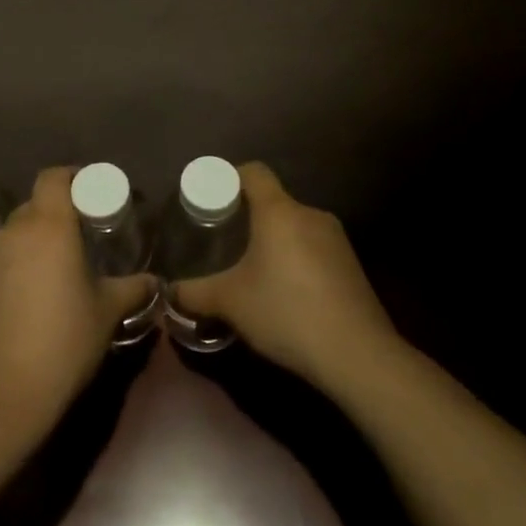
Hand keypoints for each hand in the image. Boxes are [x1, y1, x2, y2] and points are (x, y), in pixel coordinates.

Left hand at [0, 167, 155, 444]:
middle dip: (59, 212)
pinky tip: (35, 293)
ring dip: (37, 239)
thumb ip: (133, 288)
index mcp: (48, 226)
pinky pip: (2, 257)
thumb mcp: (107, 313)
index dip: (73, 177)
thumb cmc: (63, 343)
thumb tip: (154, 281)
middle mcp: (13, 231)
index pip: (54, 177)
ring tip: (60, 266)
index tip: (92, 192)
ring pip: (17, 231)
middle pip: (35, 204)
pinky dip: (19, 262)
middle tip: (84, 234)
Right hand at [171, 162, 400, 395]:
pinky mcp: (351, 264)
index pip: (254, 172)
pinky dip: (297, 260)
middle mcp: (310, 214)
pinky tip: (287, 293)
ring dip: (275, 241)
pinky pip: (314, 248)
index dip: (230, 178)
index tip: (212, 200)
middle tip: (225, 242)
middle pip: (274, 201)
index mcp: (279, 211)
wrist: (357, 353)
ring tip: (254, 270)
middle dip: (249, 218)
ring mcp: (336, 238)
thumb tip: (168, 292)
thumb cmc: (286, 312)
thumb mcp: (231, 303)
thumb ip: (194, 293)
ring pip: (295, 227)